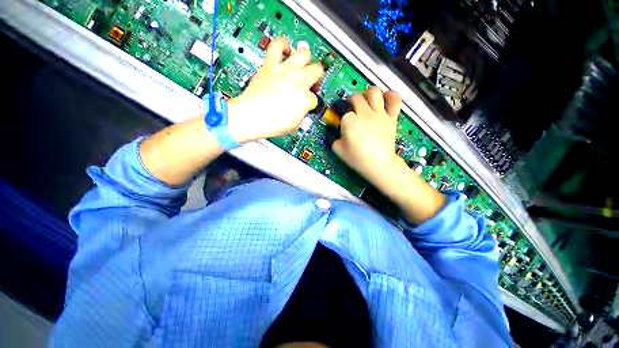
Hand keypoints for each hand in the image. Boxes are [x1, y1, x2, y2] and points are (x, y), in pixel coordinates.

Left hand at [227, 37, 323, 142]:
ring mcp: (284, 70)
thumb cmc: (272, 123)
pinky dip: (282, 44)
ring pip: (304, 53)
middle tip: (312, 83)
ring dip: (306, 59)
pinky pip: (277, 45)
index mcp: (305, 98)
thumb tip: (303, 108)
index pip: (314, 98)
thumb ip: (303, 113)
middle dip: (317, 78)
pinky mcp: (270, 65)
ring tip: (303, 64)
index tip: (306, 105)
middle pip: (317, 70)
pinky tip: (285, 49)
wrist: (251, 116)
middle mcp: (298, 81)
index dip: (311, 103)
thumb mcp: (295, 124)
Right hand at [332, 87, 403, 183]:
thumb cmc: (357, 158)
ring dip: (367, 93)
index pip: (343, 112)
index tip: (341, 122)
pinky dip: (391, 96)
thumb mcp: (338, 150)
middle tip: (351, 107)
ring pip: (374, 92)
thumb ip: (334, 138)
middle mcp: (364, 113)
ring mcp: (379, 114)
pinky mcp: (391, 118)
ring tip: (366, 98)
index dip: (341, 116)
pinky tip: (386, 97)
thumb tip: (336, 132)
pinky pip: (395, 100)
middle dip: (351, 100)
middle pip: (356, 97)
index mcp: (349, 121)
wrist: (379, 164)